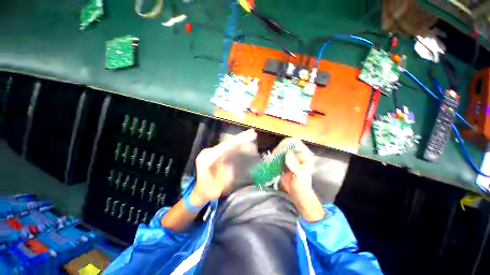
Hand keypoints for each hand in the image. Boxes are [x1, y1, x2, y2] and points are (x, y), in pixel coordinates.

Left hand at [190, 129, 256, 206]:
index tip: (248, 136)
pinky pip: (228, 147)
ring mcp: (212, 152)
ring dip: (240, 139)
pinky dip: (237, 144)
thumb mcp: (216, 188)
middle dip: (240, 137)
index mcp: (206, 159)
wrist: (200, 190)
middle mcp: (208, 152)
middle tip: (253, 133)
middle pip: (226, 143)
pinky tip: (245, 141)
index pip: (224, 147)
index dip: (237, 141)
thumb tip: (233, 165)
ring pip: (228, 143)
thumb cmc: (208, 191)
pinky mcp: (216, 153)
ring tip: (251, 135)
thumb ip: (224, 177)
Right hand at [274, 138, 313, 198]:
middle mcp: (297, 154)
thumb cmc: (301, 185)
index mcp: (304, 154)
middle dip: (278, 149)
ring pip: (280, 150)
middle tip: (273, 156)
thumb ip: (295, 164)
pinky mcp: (284, 162)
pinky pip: (277, 157)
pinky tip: (270, 163)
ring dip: (275, 154)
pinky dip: (273, 159)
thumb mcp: (300, 175)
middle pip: (285, 145)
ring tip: (271, 160)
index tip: (279, 151)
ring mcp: (290, 158)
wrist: (297, 193)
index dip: (286, 144)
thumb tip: (288, 153)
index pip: (295, 142)